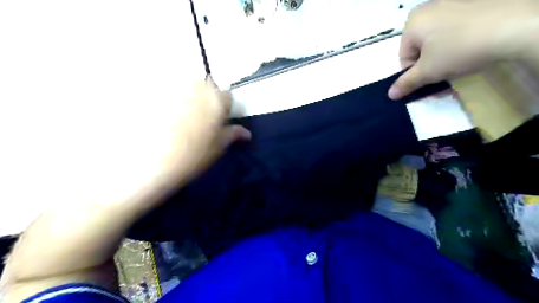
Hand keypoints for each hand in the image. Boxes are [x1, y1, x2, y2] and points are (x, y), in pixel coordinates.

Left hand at [164, 78, 250, 185]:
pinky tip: (163, 116)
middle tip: (199, 120)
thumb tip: (247, 133)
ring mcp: (174, 88)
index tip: (219, 122)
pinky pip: (166, 91)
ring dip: (188, 97)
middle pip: (207, 87)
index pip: (228, 97)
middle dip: (207, 99)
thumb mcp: (218, 146)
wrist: (153, 161)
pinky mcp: (154, 92)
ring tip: (180, 118)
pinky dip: (168, 99)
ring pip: (187, 87)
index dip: (225, 109)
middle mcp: (197, 87)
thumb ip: (233, 134)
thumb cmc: (193, 154)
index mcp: (217, 100)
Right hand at [390, 0, 538, 100]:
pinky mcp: (472, 1)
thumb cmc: (458, 50)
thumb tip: (390, 95)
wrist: (514, 26)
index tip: (431, 76)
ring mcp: (452, 2)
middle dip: (429, 63)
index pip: (405, 57)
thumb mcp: (428, 72)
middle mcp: (428, 8)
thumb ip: (406, 83)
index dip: (415, 72)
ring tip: (461, 59)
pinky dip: (459, 39)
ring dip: (443, 54)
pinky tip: (472, 45)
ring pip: (438, 38)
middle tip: (445, 70)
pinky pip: (455, 27)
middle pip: (420, 47)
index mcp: (412, 23)